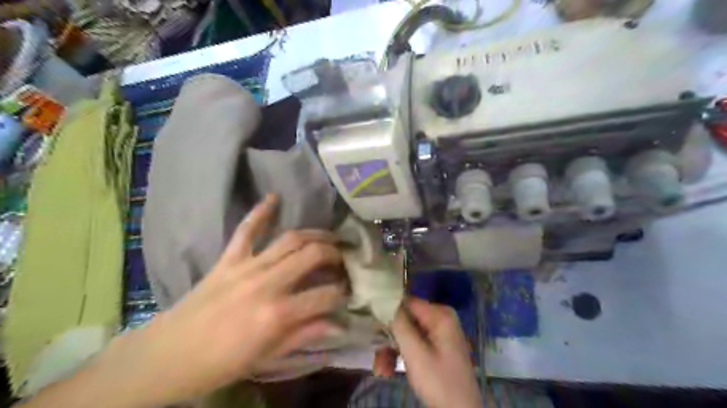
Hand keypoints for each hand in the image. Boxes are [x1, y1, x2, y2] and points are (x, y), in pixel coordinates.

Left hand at [86, 196, 347, 405]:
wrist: (167, 356)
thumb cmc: (220, 363)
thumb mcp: (267, 358)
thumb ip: (304, 336)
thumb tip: (338, 324)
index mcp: (277, 314)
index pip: (325, 295)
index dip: (342, 292)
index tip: (347, 291)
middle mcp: (266, 284)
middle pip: (312, 255)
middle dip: (334, 254)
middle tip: (343, 259)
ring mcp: (246, 267)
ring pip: (290, 239)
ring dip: (315, 234)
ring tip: (329, 237)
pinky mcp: (228, 259)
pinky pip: (246, 230)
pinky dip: (260, 211)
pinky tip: (274, 197)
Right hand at [386, 296, 481, 407]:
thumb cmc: (440, 382)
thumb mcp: (416, 353)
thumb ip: (399, 325)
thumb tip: (383, 299)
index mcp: (440, 314)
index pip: (407, 301)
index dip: (387, 310)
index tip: (371, 323)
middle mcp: (439, 319)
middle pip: (404, 319)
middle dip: (388, 338)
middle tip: (375, 355)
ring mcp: (437, 333)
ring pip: (405, 333)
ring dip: (390, 350)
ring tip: (380, 370)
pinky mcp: (434, 347)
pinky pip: (412, 343)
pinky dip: (399, 356)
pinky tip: (388, 371)